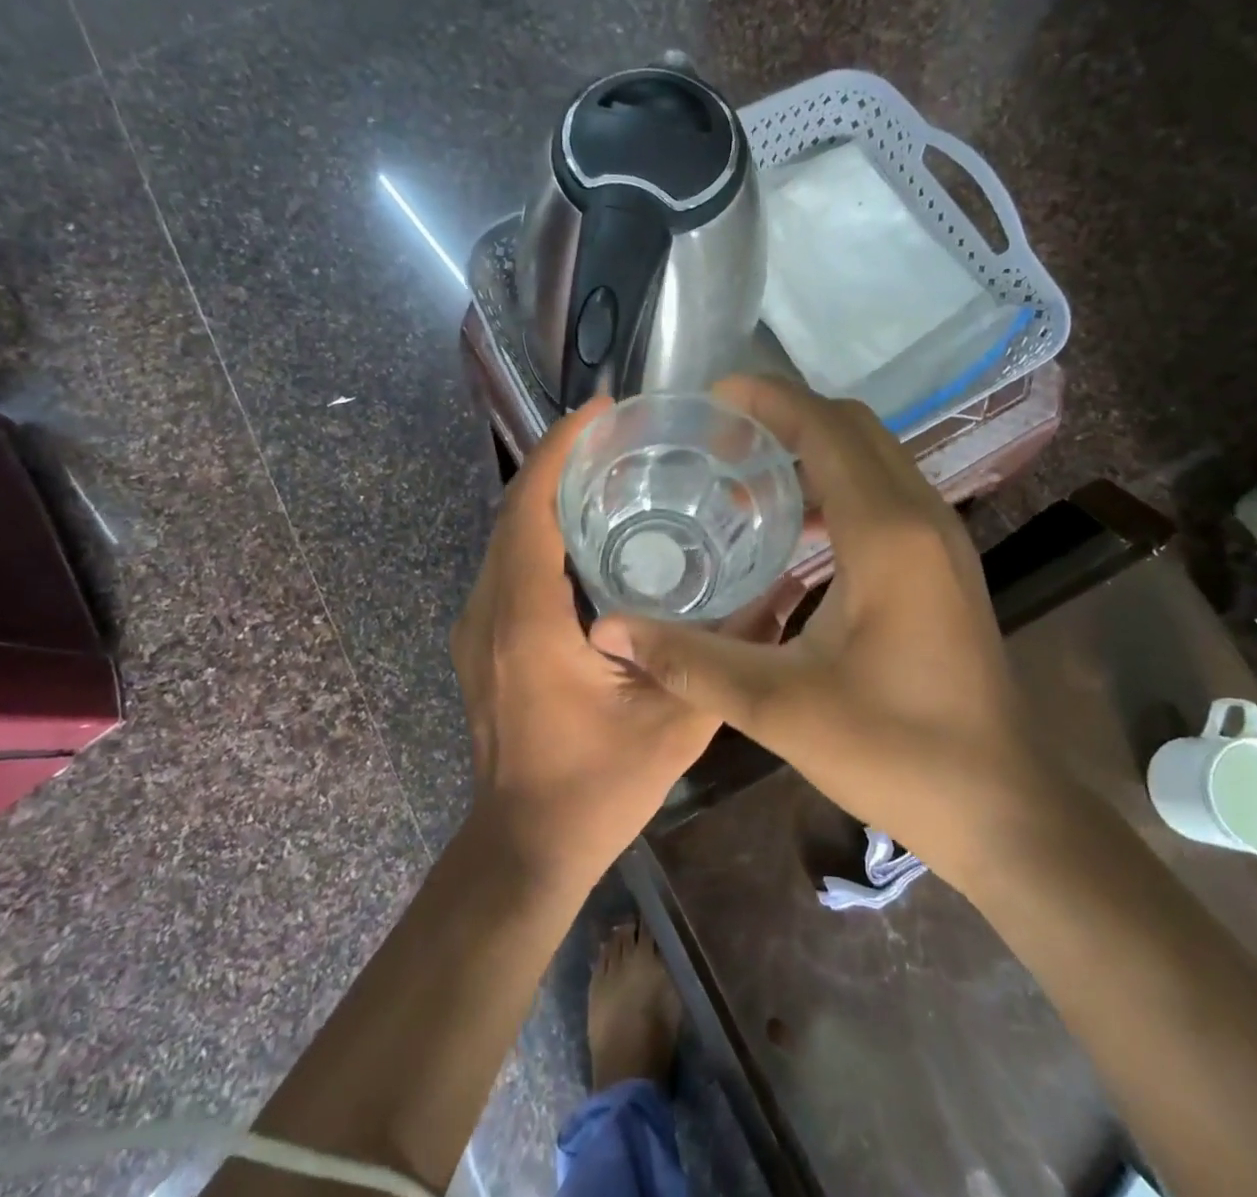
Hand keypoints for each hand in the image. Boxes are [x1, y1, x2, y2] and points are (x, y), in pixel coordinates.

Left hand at [451, 399, 721, 887]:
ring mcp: (476, 626)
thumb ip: (729, 657)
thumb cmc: (596, 787)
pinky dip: (538, 532)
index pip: (530, 506)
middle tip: (618, 437)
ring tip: (607, 472)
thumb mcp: (677, 725)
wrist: (525, 847)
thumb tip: (781, 592)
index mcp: (528, 618)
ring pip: (506, 536)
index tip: (601, 410)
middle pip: (514, 510)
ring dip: (547, 495)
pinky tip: (586, 536)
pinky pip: (507, 565)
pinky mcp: (480, 641)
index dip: (560, 448)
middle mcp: (489, 609)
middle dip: (558, 461)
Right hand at [589, 377, 1059, 880]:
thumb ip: (689, 660)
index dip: (769, 399)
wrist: (999, 804)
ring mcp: (941, 538)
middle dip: (786, 417)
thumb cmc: (894, 750)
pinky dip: (838, 484)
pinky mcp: (944, 563)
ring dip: (812, 450)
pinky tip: (796, 530)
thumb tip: (608, 628)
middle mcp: (921, 517)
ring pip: (874, 456)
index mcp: (886, 533)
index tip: (713, 397)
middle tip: (719, 441)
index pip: (825, 428)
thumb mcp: (778, 706)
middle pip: (853, 427)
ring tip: (745, 481)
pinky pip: (886, 491)